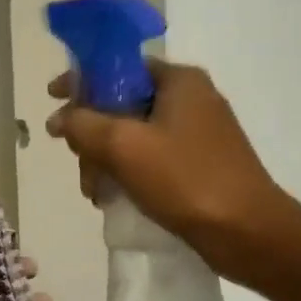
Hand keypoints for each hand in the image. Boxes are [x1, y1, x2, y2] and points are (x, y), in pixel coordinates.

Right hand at [46, 60, 285, 264]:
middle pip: (122, 103)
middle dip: (92, 134)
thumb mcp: (124, 146)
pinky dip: (129, 172)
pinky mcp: (200, 163)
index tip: (52, 100)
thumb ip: (83, 124)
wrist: (248, 233)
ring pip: (133, 134)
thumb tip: (59, 118)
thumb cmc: (185, 180)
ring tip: (95, 193)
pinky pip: (151, 156)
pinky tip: (115, 197)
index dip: (81, 81)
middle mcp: (190, 98)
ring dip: (106, 159)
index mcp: (178, 80)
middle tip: (80, 164)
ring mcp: (198, 132)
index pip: (118, 66)